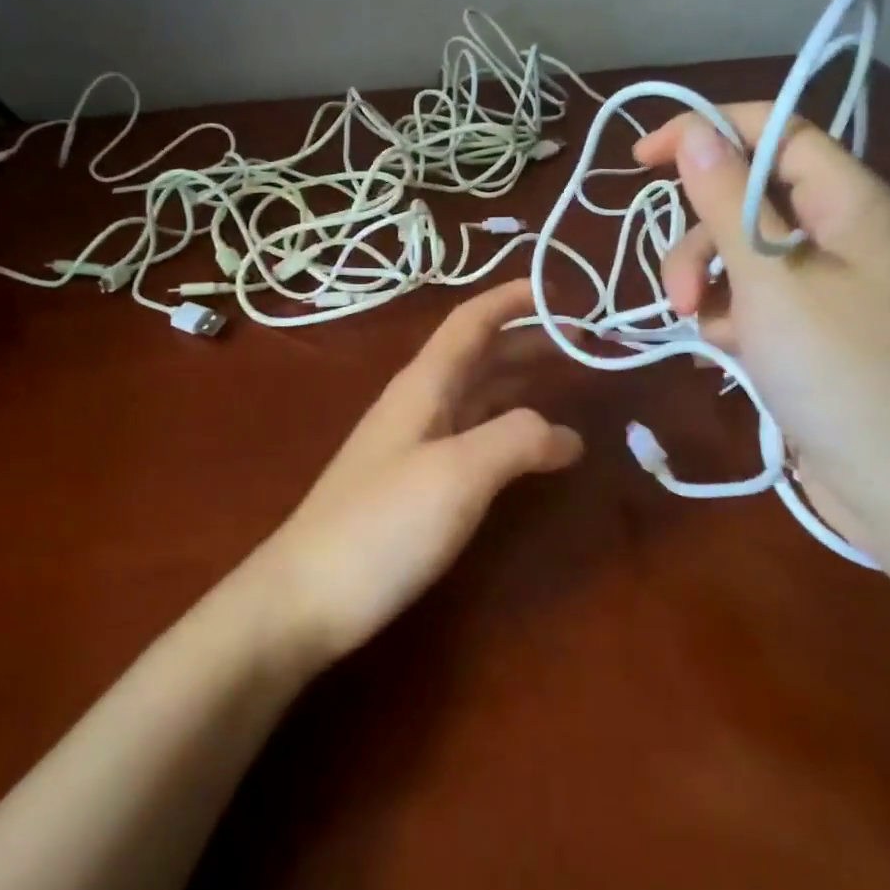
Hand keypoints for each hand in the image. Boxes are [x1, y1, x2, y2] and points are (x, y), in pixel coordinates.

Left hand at [251, 279, 582, 660]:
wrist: (306, 598)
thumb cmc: (382, 526)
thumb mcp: (458, 474)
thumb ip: (516, 439)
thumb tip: (567, 434)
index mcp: (423, 386)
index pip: (471, 322)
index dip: (512, 299)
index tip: (560, 290)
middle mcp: (417, 405)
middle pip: (477, 356)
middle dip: (527, 340)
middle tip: (583, 343)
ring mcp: (413, 447)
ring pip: (475, 396)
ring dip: (520, 381)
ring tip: (567, 382)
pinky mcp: (414, 486)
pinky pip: (471, 437)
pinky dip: (507, 429)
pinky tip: (529, 449)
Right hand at [632, 107, 889, 542]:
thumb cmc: (837, 372)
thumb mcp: (770, 281)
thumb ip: (726, 202)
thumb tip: (694, 132)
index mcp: (848, 201)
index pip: (774, 130)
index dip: (706, 131)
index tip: (641, 158)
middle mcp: (838, 230)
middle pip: (744, 198)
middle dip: (698, 239)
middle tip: (680, 294)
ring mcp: (821, 281)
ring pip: (736, 251)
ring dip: (704, 285)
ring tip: (703, 334)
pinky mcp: (804, 324)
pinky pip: (746, 296)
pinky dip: (723, 318)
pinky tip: (718, 353)